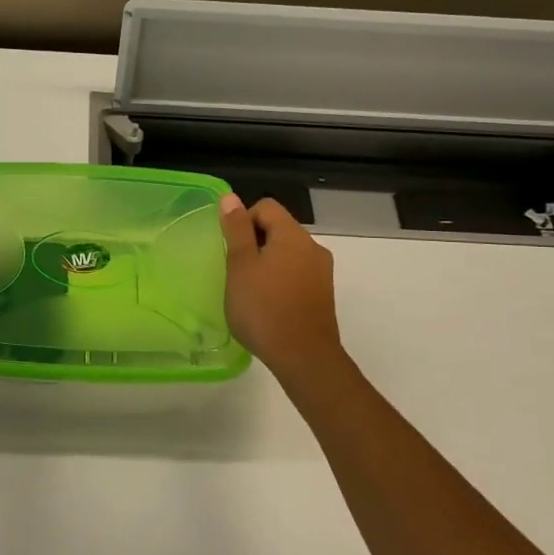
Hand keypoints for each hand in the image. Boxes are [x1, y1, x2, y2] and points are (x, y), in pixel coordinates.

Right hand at [218, 195, 346, 381]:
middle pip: (278, 228)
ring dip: (266, 263)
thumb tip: (231, 198)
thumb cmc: (263, 308)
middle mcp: (313, 247)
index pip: (266, 207)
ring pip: (287, 253)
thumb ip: (236, 230)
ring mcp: (321, 272)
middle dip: (254, 243)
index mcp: (293, 235)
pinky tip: (267, 304)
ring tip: (249, 289)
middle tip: (235, 270)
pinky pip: (297, 274)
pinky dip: (280, 280)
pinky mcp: (323, 294)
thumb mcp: (240, 266)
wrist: (303, 357)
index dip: (242, 221)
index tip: (230, 249)